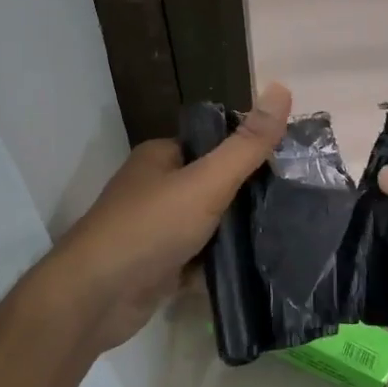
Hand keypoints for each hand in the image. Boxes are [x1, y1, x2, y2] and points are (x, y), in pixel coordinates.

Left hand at [45, 84, 290, 352]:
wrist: (95, 298)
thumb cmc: (149, 229)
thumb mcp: (206, 182)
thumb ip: (247, 145)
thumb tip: (282, 89)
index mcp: (161, 157)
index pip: (215, 145)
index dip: (249, 154)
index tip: (291, 168)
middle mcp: (156, 188)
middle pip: (214, 187)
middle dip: (247, 200)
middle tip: (292, 208)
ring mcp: (156, 229)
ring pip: (209, 226)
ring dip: (236, 236)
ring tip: (283, 239)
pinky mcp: (158, 266)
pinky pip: (199, 260)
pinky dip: (219, 266)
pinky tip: (254, 270)